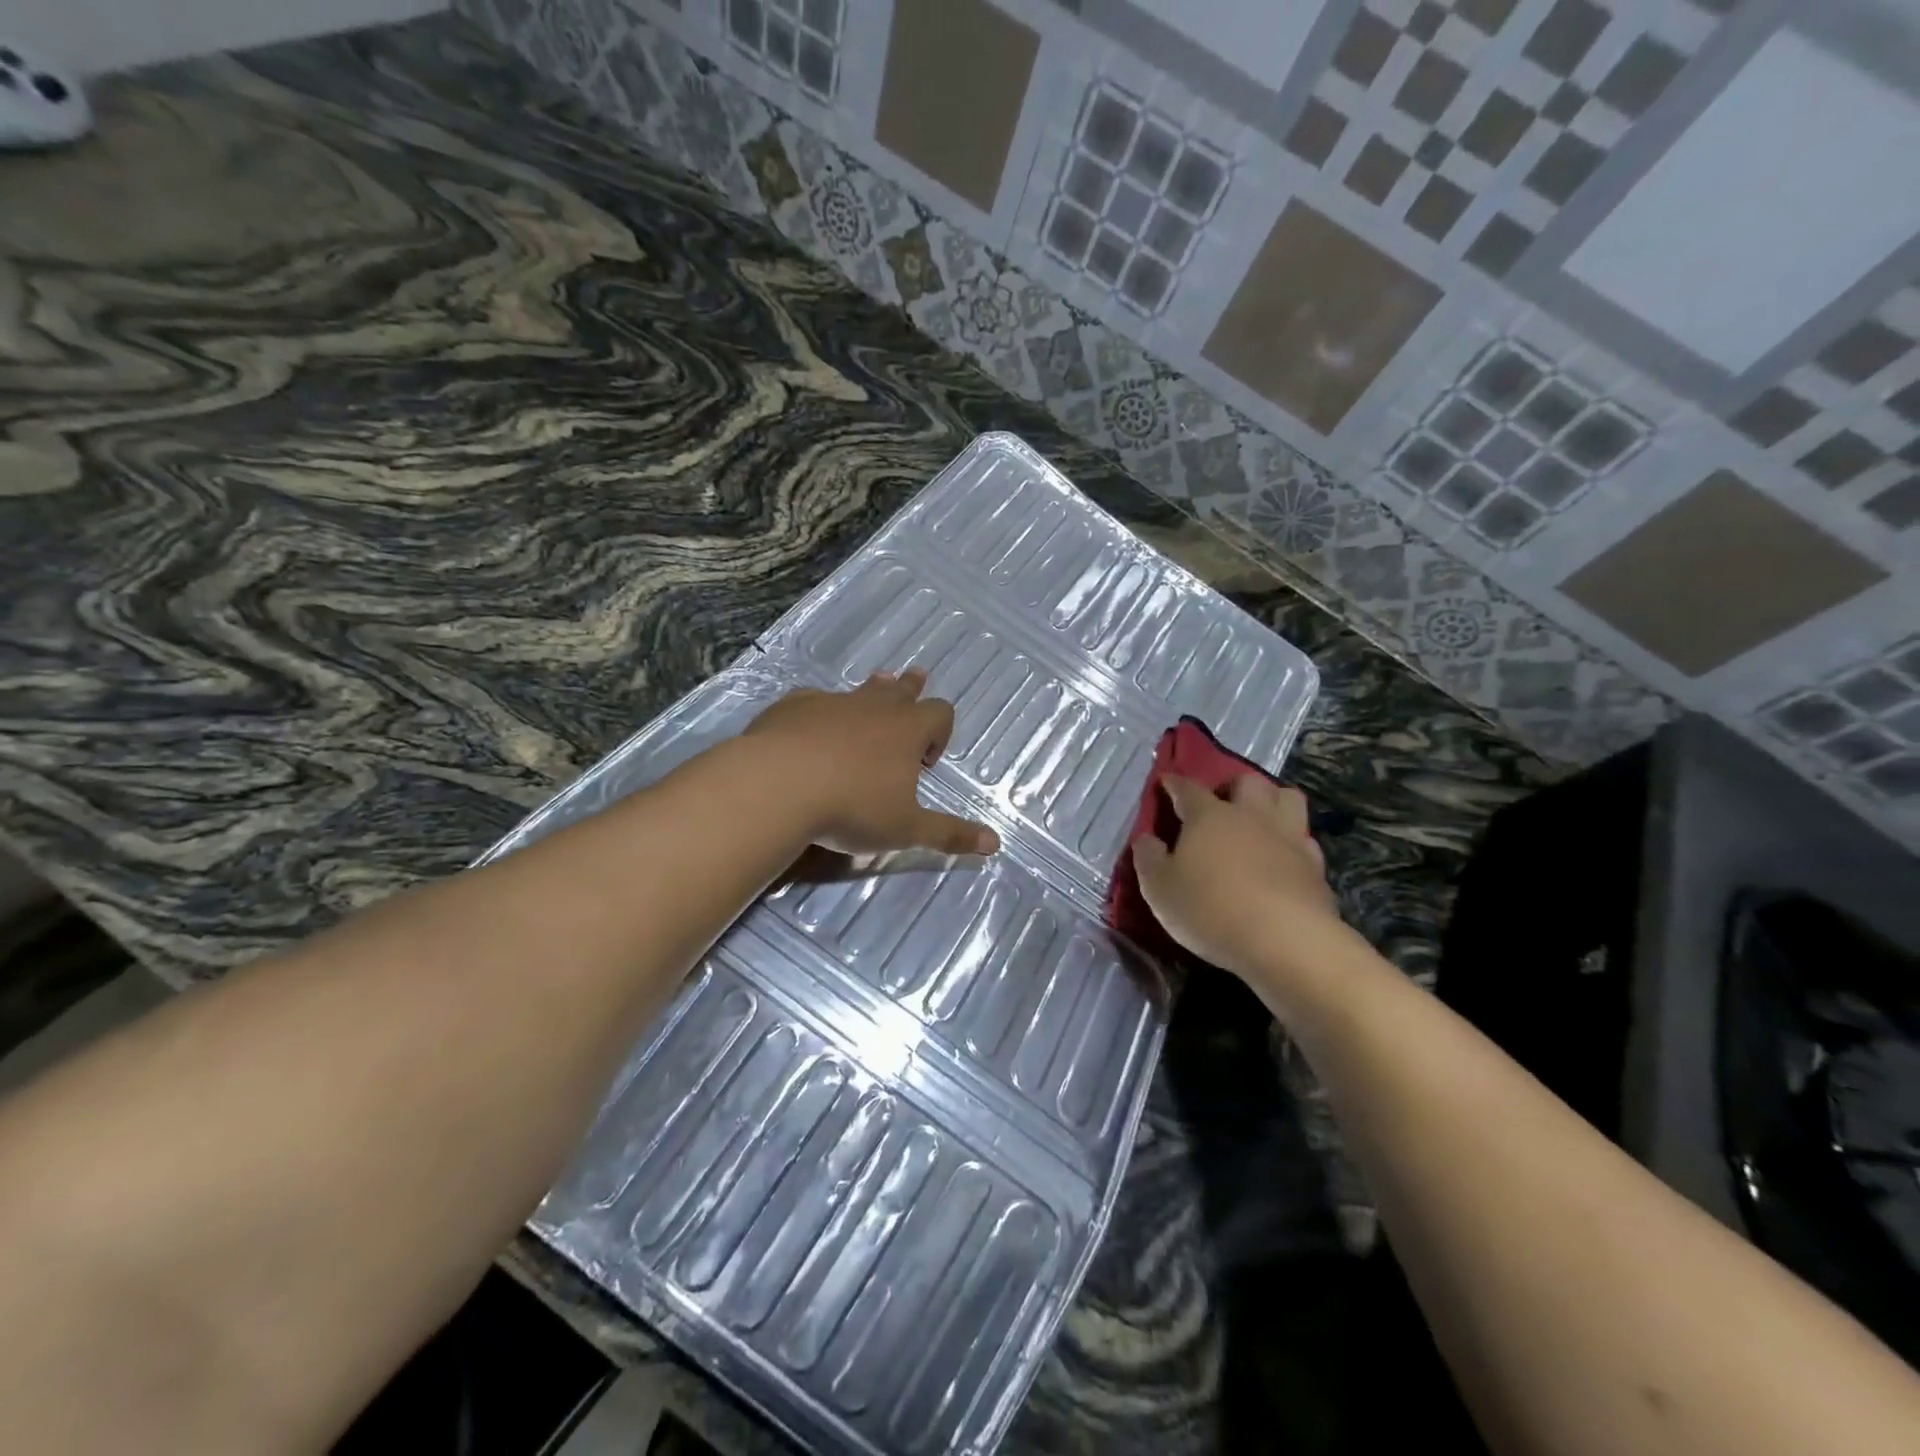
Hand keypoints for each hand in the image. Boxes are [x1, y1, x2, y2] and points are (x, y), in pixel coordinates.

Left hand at [743, 671, 999, 856]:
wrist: (777, 785)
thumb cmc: (852, 807)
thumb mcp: (905, 829)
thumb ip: (948, 834)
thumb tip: (994, 843)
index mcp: (907, 730)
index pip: (940, 713)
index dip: (940, 731)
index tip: (925, 762)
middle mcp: (874, 707)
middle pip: (901, 689)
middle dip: (911, 689)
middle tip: (916, 680)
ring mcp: (832, 702)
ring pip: (860, 690)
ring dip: (871, 692)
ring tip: (876, 687)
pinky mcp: (794, 706)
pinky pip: (816, 701)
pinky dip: (822, 711)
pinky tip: (811, 726)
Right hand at [1131, 774, 1344, 992]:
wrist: (1285, 940)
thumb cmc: (1210, 910)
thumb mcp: (1159, 890)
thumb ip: (1149, 859)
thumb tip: (1146, 840)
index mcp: (1208, 816)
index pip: (1187, 788)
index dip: (1174, 784)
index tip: (1166, 782)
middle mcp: (1250, 816)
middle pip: (1247, 782)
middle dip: (1233, 786)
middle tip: (1222, 804)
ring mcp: (1288, 837)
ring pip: (1288, 798)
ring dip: (1272, 801)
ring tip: (1259, 820)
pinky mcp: (1316, 866)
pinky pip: (1305, 839)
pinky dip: (1293, 841)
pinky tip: (1283, 857)